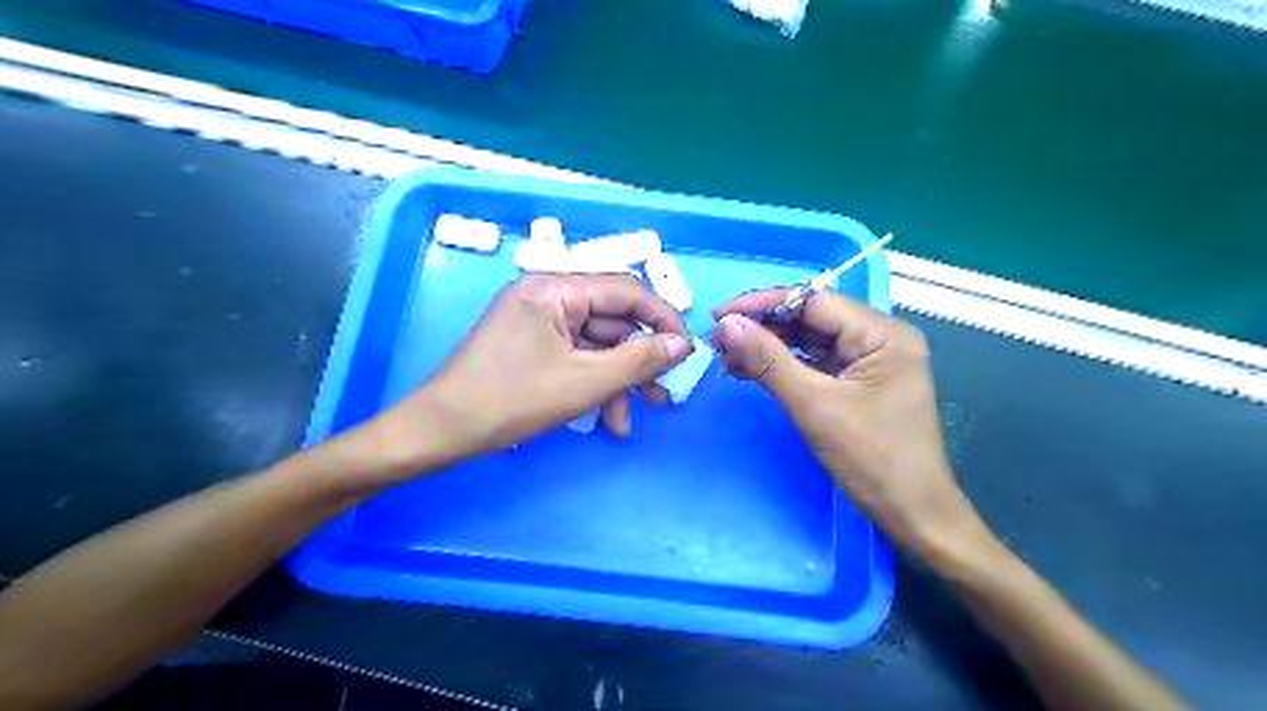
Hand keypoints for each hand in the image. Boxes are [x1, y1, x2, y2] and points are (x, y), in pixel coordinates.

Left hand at [380, 273, 690, 466]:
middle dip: (638, 361)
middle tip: (662, 395)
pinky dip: (593, 384)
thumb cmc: (511, 400)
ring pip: (596, 345)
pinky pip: (575, 357)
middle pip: (612, 321)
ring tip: (630, 420)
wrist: (441, 431)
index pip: (627, 291)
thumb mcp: (585, 382)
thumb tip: (682, 346)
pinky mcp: (531, 344)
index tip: (685, 353)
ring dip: (617, 381)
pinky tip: (606, 419)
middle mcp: (547, 295)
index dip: (663, 320)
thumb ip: (639, 360)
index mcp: (556, 288)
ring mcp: (537, 320)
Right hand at [711, 288, 988, 554]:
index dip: (763, 303)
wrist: (912, 515)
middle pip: (810, 318)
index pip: (813, 301)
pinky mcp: (858, 382)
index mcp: (882, 333)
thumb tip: (728, 325)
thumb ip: (769, 361)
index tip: (719, 315)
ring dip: (768, 347)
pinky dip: (782, 366)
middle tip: (718, 340)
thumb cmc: (873, 459)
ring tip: (727, 357)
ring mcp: (869, 361)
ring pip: (809, 340)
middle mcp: (879, 337)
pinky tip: (750, 370)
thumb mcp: (815, 406)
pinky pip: (815, 362)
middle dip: (763, 327)